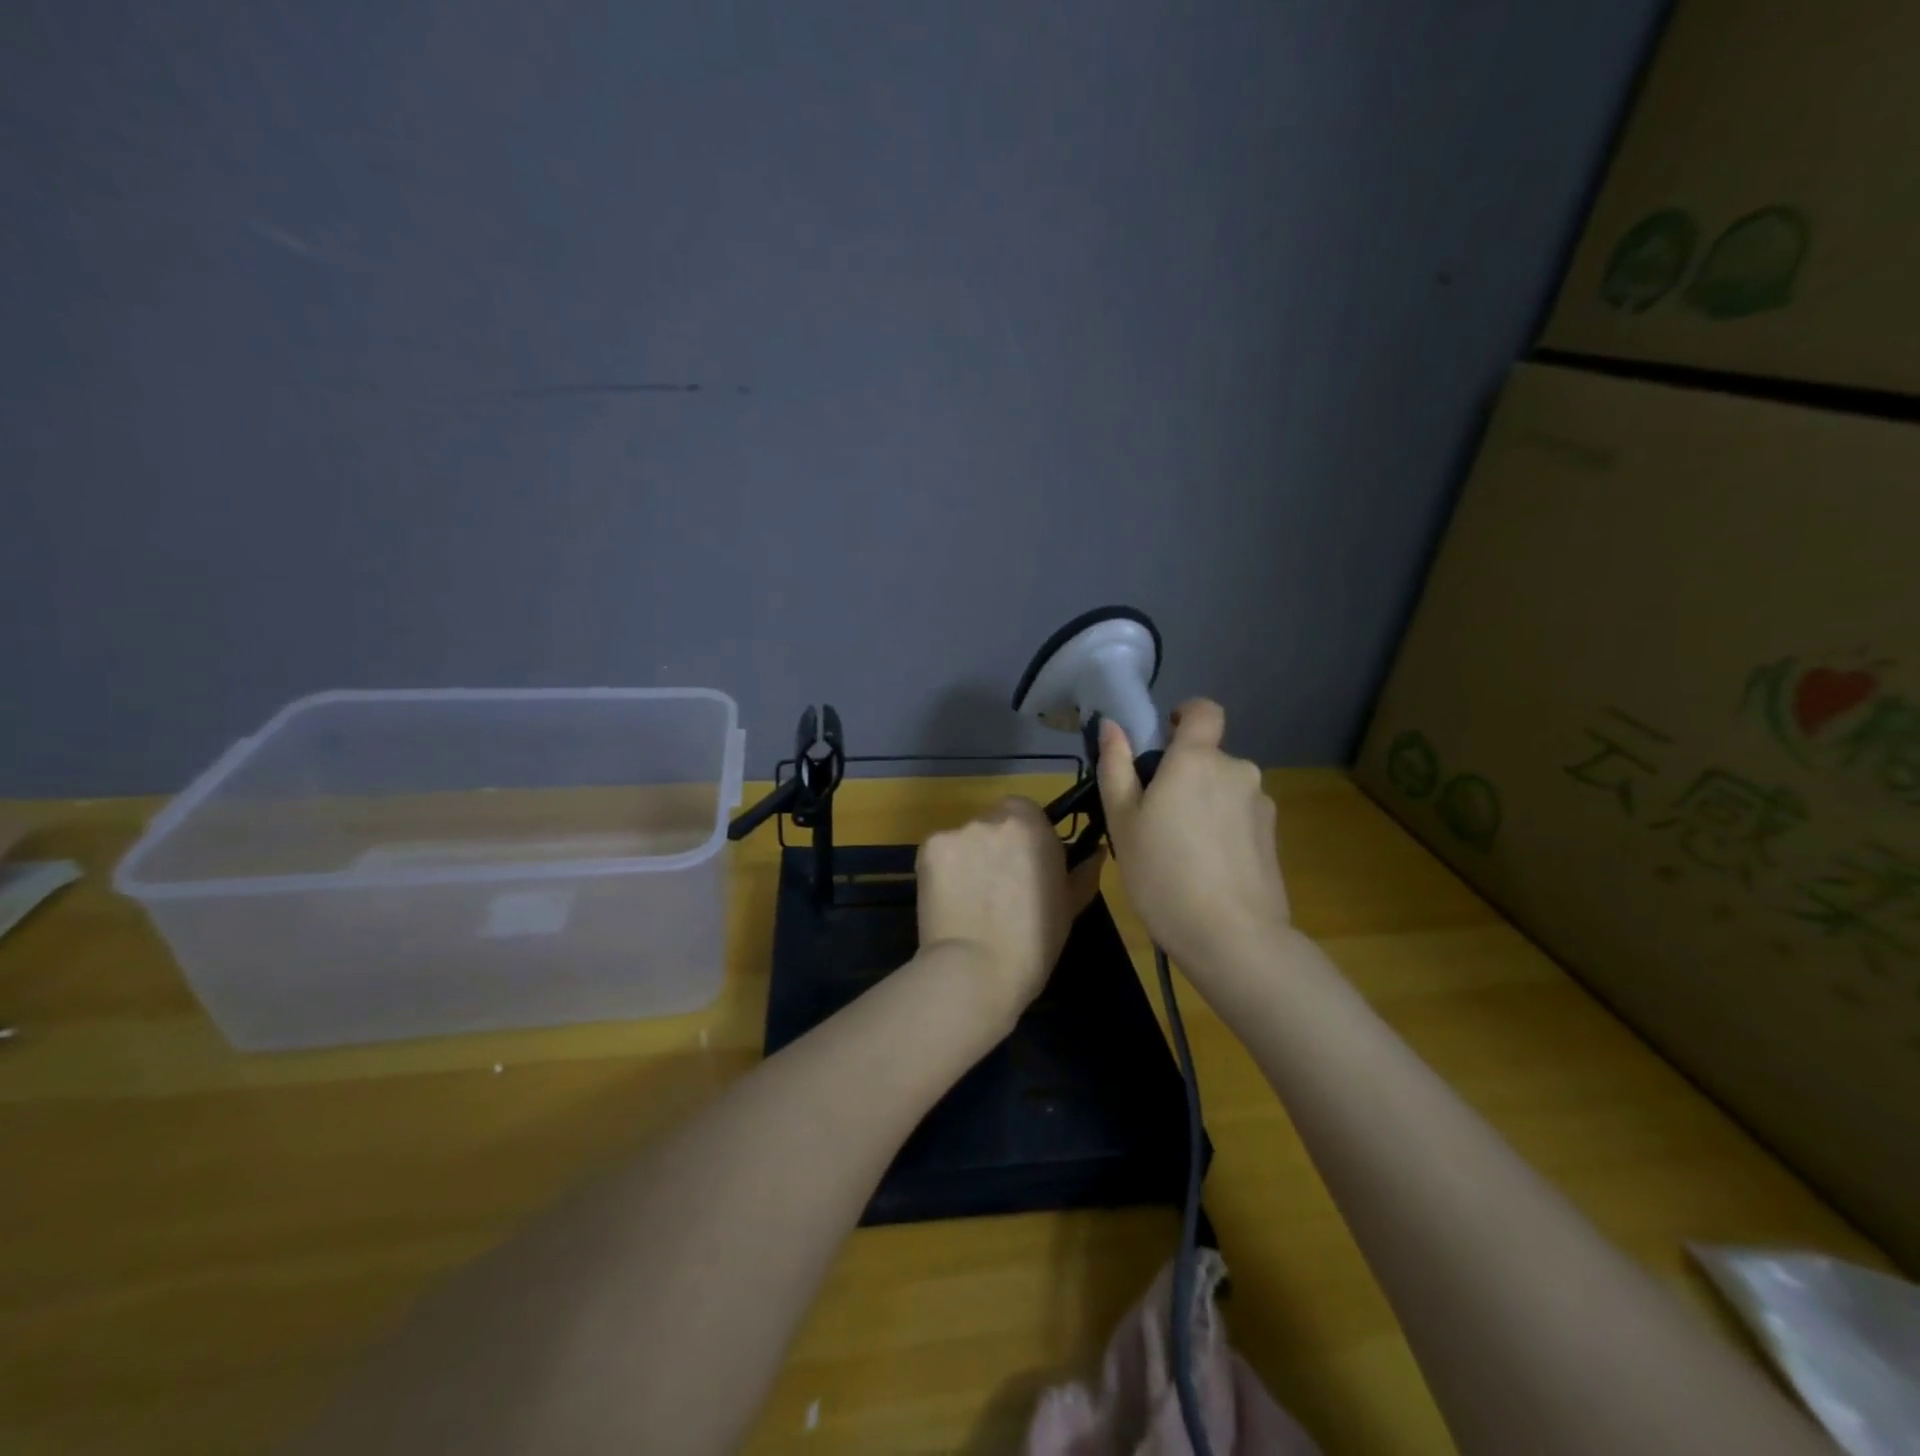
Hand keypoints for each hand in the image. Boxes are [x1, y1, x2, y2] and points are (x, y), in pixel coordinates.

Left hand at [916, 797, 1105, 1024]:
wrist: (975, 970)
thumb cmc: (1034, 941)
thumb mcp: (1070, 906)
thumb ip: (1083, 870)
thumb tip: (1096, 851)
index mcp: (1032, 825)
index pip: (1027, 812)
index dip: (1027, 837)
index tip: (1027, 867)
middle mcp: (993, 819)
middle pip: (994, 822)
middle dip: (996, 846)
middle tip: (998, 886)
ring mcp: (956, 832)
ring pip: (966, 838)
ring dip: (969, 858)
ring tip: (971, 899)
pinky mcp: (928, 849)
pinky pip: (940, 853)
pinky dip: (944, 871)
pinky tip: (949, 901)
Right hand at [1096, 699, 1290, 976]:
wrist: (1232, 937)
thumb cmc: (1163, 873)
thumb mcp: (1123, 822)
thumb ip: (1116, 767)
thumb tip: (1112, 726)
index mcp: (1197, 760)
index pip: (1204, 710)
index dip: (1186, 715)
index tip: (1165, 739)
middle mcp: (1236, 770)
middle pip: (1208, 758)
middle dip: (1184, 776)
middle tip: (1154, 818)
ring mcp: (1260, 804)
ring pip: (1223, 790)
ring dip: (1204, 804)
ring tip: (1180, 851)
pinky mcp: (1273, 837)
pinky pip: (1239, 817)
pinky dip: (1222, 829)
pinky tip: (1207, 868)